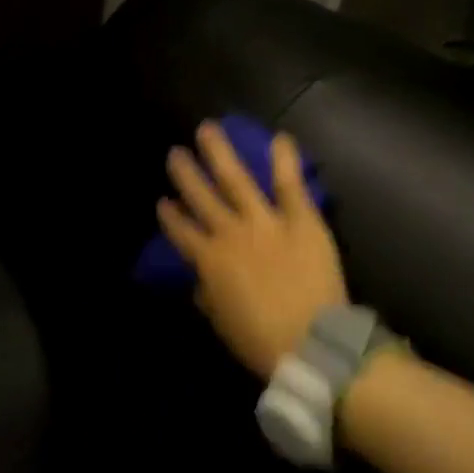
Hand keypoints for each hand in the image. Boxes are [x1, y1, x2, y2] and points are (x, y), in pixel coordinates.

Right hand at [157, 121, 346, 378]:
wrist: (311, 343)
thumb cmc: (262, 342)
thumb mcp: (222, 323)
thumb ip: (209, 295)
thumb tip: (203, 282)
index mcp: (209, 261)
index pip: (181, 232)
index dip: (170, 216)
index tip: (163, 202)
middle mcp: (230, 233)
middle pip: (202, 197)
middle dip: (186, 174)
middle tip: (175, 153)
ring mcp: (265, 222)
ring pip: (236, 179)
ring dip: (219, 153)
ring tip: (208, 130)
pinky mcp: (300, 220)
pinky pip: (290, 185)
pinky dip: (285, 160)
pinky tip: (279, 137)